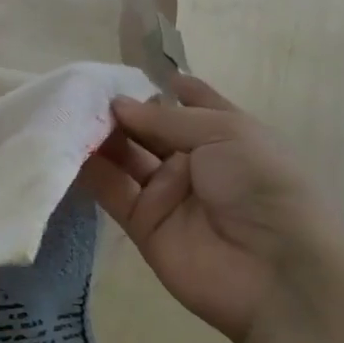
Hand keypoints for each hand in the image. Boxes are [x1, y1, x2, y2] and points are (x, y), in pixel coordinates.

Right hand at [81, 74, 343, 342]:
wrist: (279, 274)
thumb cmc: (261, 185)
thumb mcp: (223, 133)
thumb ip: (163, 118)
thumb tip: (115, 104)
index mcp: (223, 133)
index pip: (187, 100)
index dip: (158, 84)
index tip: (119, 68)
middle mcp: (193, 159)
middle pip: (147, 128)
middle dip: (117, 110)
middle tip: (78, 91)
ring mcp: (167, 192)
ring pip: (125, 157)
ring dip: (99, 137)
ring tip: (65, 114)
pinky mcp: (143, 224)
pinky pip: (112, 191)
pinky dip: (90, 171)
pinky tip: (65, 148)